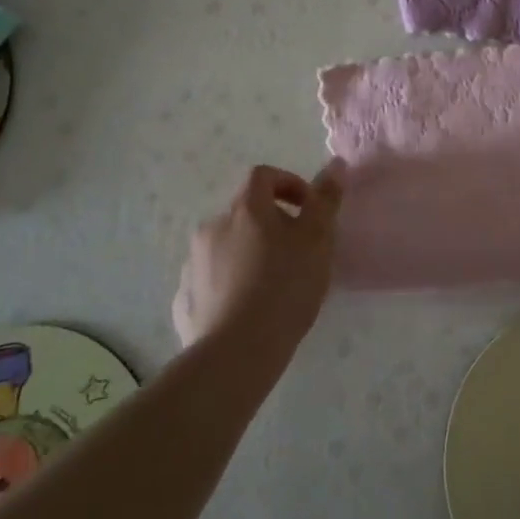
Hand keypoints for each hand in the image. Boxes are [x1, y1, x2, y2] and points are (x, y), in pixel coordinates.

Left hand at [173, 162, 343, 349]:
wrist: (236, 354)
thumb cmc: (284, 287)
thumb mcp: (318, 240)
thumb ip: (325, 200)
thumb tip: (335, 164)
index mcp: (245, 209)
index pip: (263, 176)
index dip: (288, 184)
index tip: (308, 209)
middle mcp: (212, 227)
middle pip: (244, 213)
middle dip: (270, 225)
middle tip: (296, 254)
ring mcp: (193, 264)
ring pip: (226, 247)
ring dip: (248, 254)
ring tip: (271, 286)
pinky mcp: (184, 299)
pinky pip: (211, 281)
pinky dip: (228, 285)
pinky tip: (246, 310)